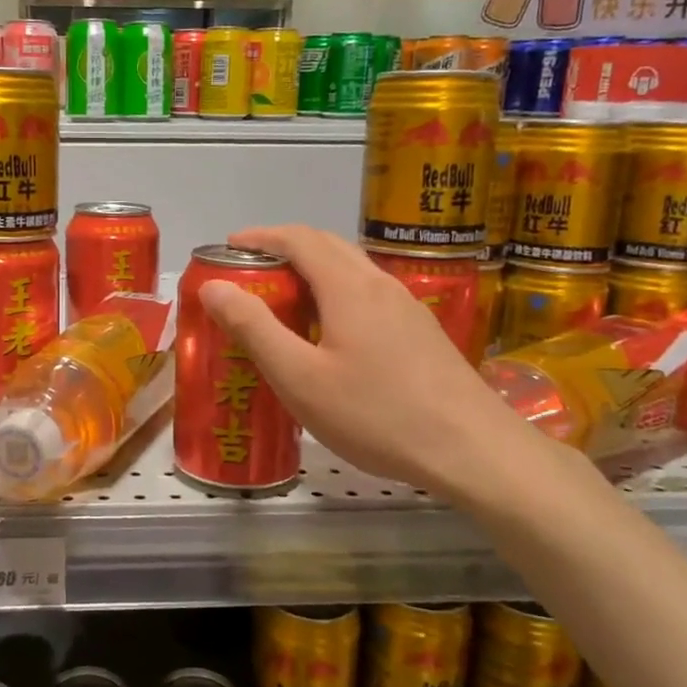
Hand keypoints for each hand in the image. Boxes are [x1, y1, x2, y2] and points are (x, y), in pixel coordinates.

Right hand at [195, 225, 540, 501]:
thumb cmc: (376, 414)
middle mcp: (380, 284)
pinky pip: (369, 295)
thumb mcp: (300, 377)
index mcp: (348, 287)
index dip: (261, 236)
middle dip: (284, 249)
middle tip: (250, 274)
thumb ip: (254, 328)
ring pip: (352, 270)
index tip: (228, 247)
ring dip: (312, 271)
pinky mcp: (422, 332)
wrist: (473, 450)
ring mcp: (408, 307)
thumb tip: (213, 286)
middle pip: (328, 246)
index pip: (299, 239)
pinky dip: (336, 294)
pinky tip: (330, 335)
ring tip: (284, 302)